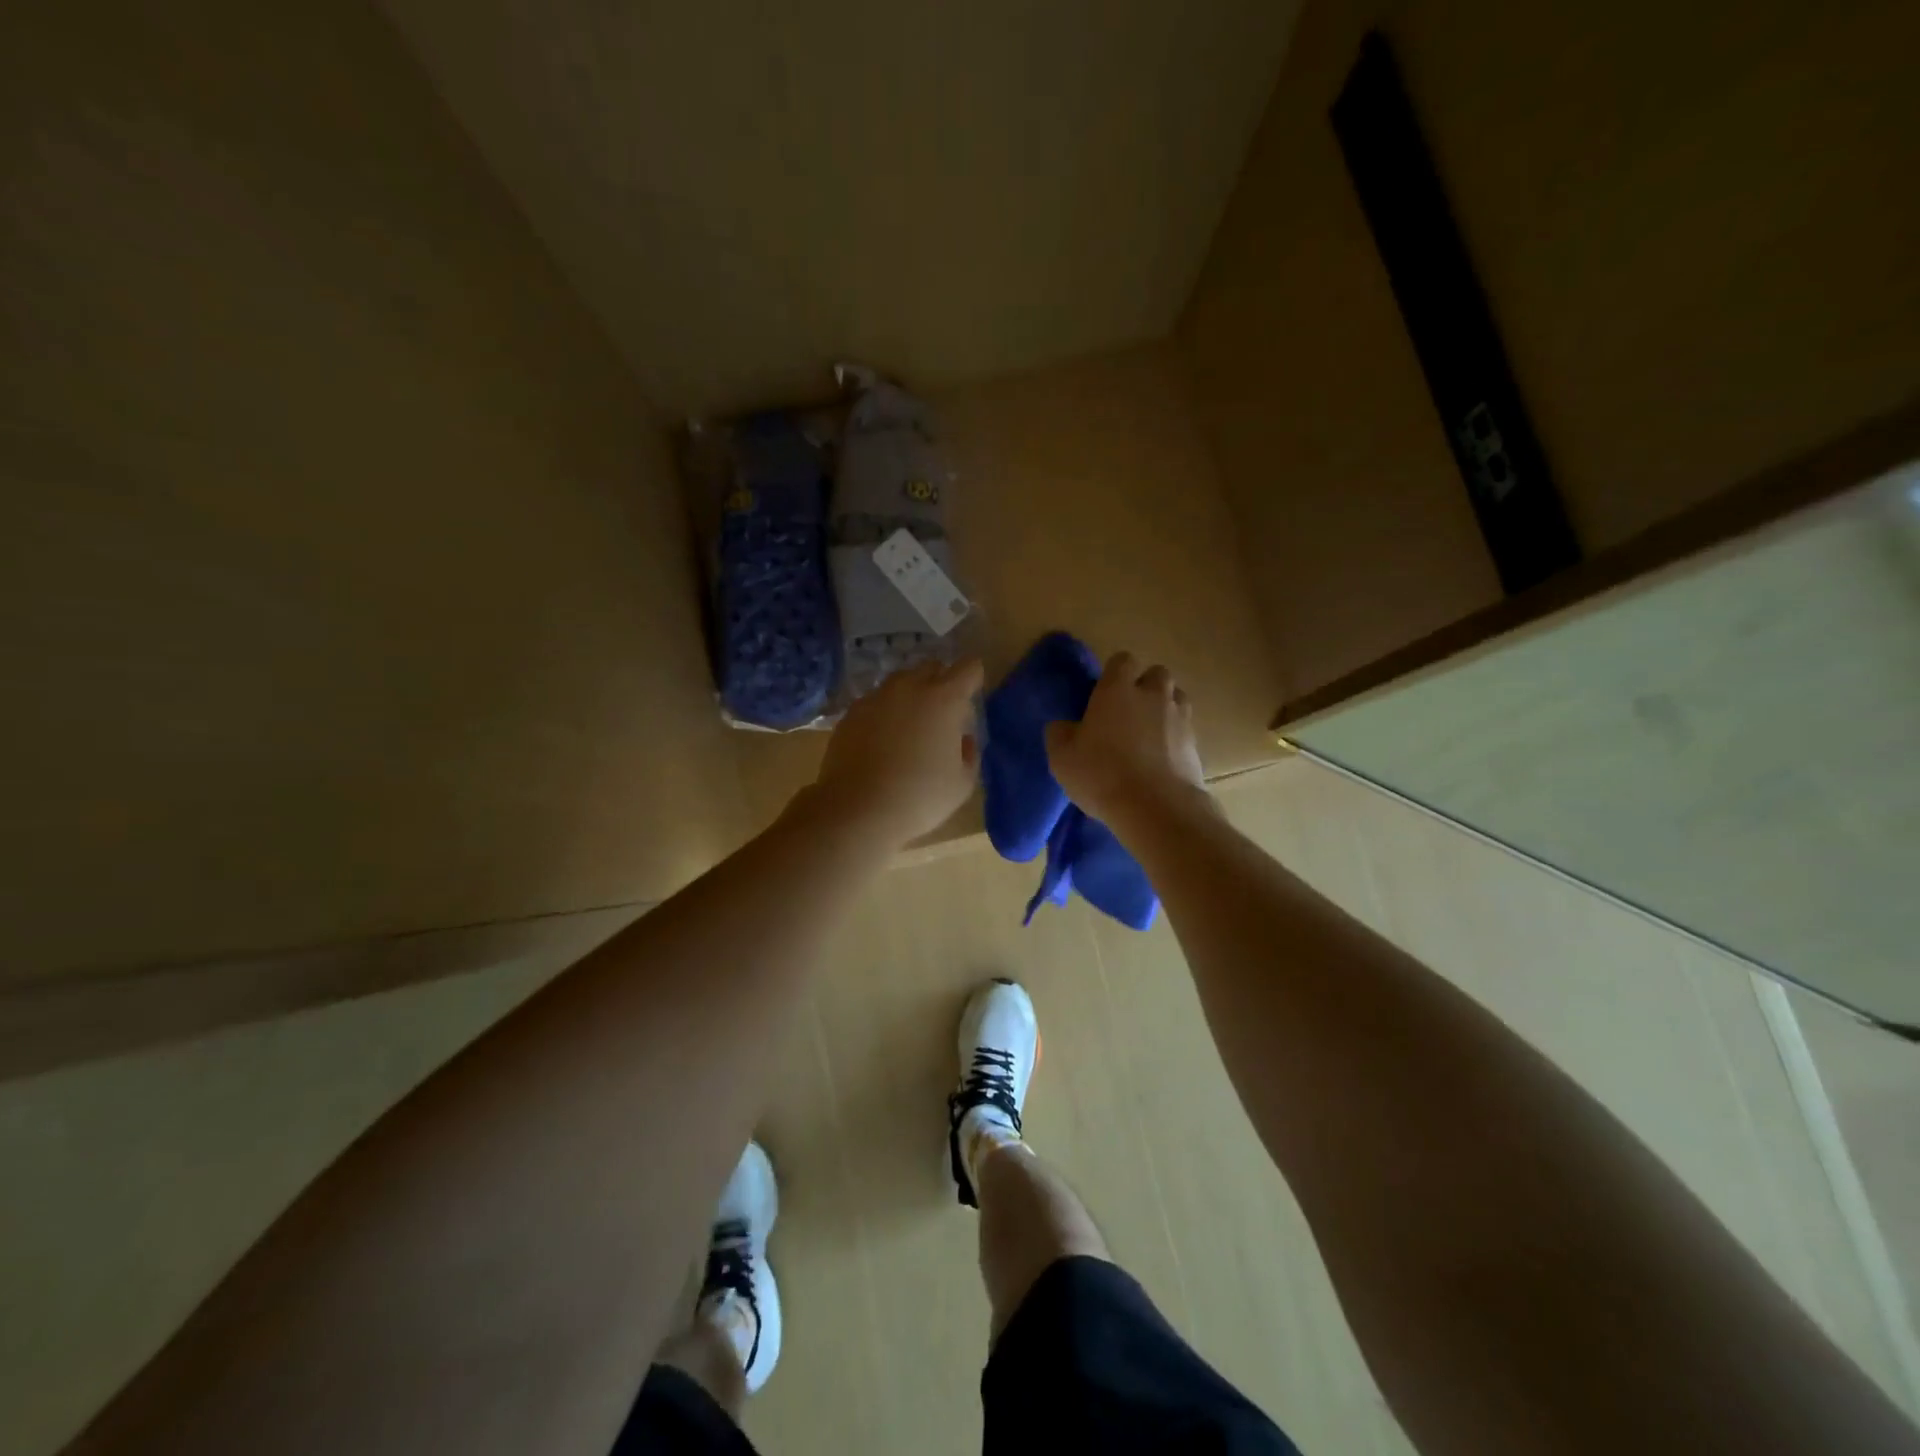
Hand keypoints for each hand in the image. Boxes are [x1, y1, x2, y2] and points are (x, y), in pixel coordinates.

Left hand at [811, 657, 983, 846]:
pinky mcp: (851, 712)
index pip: (969, 667)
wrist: (856, 809)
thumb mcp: (962, 783)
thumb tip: (962, 739)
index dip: (973, 679)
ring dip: (911, 695)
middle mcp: (910, 687)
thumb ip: (969, 753)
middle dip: (941, 682)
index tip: (971, 696)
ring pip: (900, 682)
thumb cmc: (919, 797)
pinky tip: (881, 741)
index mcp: (945, 699)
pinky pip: (876, 701)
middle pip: (932, 667)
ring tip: (909, 727)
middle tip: (942, 714)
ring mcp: (876, 697)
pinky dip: (884, 712)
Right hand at [1045, 652, 1205, 822]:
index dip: (1114, 673)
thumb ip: (1060, 733)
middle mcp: (1152, 695)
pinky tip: (1162, 760)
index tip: (1104, 694)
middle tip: (1129, 712)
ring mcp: (1179, 718)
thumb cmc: (1101, 774)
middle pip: (1157, 674)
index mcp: (1117, 689)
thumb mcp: (1062, 757)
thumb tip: (1063, 726)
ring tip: (1149, 734)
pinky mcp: (1196, 744)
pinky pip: (1186, 730)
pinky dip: (1176, 738)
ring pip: (1177, 698)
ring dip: (1165, 708)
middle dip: (1146, 687)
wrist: (1154, 807)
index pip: (1122, 660)